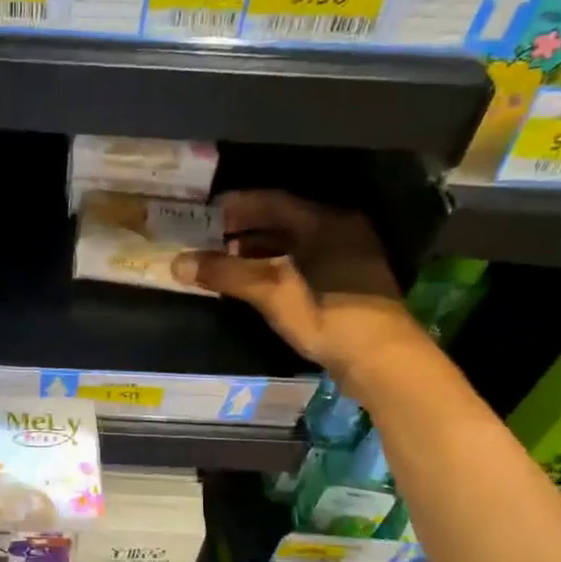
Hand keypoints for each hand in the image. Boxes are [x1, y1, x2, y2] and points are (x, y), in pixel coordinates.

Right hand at [173, 190, 424, 387]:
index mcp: (326, 221)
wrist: (382, 360)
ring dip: (258, 250)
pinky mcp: (346, 285)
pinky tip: (253, 283)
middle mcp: (339, 231)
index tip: (206, 213)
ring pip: (293, 244)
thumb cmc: (329, 315)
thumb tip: (178, 262)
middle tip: (209, 237)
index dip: (237, 206)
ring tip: (224, 261)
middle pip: (283, 221)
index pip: (273, 201)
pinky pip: (302, 263)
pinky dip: (275, 267)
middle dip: (244, 229)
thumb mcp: (272, 292)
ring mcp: (346, 258)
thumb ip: (226, 273)